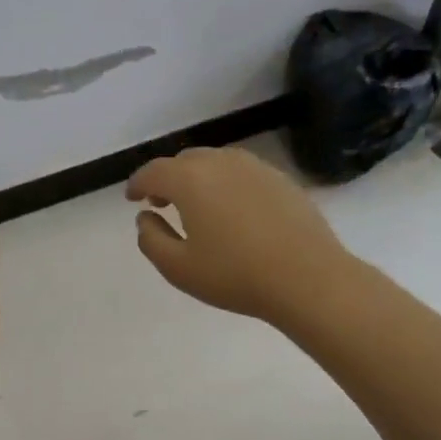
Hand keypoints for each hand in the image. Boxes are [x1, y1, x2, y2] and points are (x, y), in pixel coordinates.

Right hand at [126, 147, 348, 323]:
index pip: (153, 172)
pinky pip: (242, 173)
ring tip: (197, 206)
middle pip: (184, 161)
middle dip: (168, 179)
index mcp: (190, 180)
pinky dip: (226, 184)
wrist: (309, 278)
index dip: (137, 183)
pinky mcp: (281, 179)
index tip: (132, 198)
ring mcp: (255, 167)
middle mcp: (221, 162)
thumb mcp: (178, 268)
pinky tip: (232, 212)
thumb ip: (151, 239)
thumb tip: (146, 218)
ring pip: (215, 163)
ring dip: (198, 179)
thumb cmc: (235, 275)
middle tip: (161, 203)